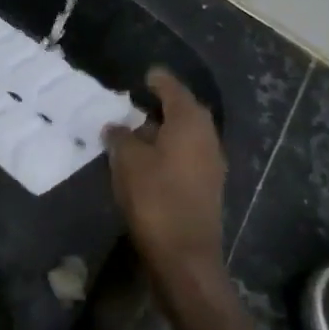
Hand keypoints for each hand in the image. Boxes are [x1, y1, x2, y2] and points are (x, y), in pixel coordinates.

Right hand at [105, 68, 226, 286]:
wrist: (184, 255)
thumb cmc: (155, 198)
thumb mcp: (127, 161)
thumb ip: (121, 137)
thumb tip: (117, 126)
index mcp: (189, 123)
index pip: (173, 89)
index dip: (158, 80)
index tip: (146, 74)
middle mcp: (207, 137)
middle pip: (185, 111)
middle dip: (164, 104)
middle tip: (139, 101)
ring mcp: (211, 164)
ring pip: (188, 135)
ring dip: (166, 129)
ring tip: (139, 130)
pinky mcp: (208, 187)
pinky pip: (188, 155)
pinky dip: (171, 149)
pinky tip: (151, 158)